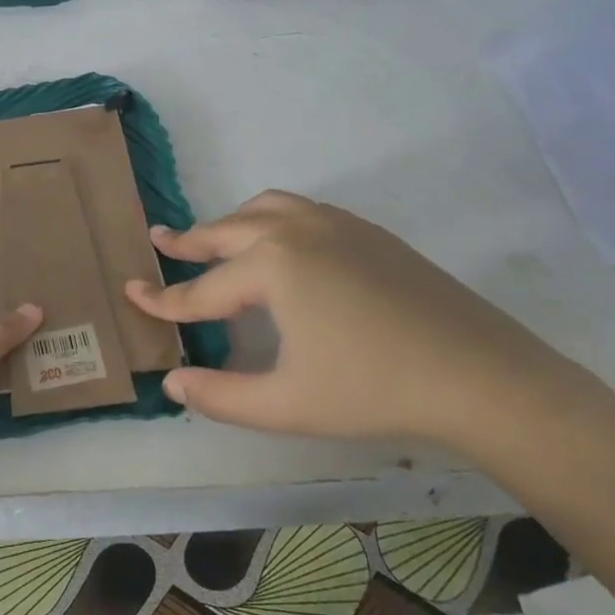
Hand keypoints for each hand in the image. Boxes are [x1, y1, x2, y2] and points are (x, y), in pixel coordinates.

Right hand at [123, 192, 580, 450]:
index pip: (201, 289)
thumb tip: (172, 382)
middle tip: (158, 241)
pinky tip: (279, 246)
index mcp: (271, 265)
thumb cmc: (374, 390)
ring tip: (214, 238)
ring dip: (231, 223)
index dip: (163, 300)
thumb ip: (220, 395)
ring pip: (265, 209)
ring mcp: (336, 224)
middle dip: (188, 240)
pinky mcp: (368, 232)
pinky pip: (301, 211)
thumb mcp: (286, 404)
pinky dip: (272, 220)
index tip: (130, 293)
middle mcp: (295, 230)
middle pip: (226, 232)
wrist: (484, 377)